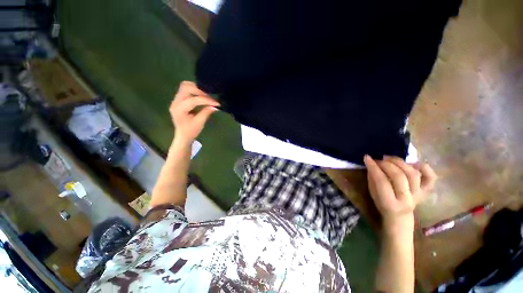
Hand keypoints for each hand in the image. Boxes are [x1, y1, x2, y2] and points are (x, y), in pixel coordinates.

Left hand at [169, 81, 219, 143]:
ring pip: (185, 86)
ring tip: (206, 96)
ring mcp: (176, 99)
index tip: (217, 103)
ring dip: (197, 89)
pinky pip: (186, 89)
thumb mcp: (200, 123)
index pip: (193, 100)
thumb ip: (206, 112)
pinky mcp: (179, 99)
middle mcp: (175, 102)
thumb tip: (215, 106)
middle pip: (186, 87)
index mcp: (179, 110)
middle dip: (200, 91)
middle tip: (210, 98)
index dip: (206, 100)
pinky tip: (202, 96)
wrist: (182, 135)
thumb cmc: (191, 131)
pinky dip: (195, 90)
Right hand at [363, 155, 436, 234]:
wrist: (400, 217)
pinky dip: (424, 167)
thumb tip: (372, 164)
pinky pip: (431, 178)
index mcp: (390, 203)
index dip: (373, 167)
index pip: (382, 181)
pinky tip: (412, 163)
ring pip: (413, 174)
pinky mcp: (426, 191)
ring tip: (389, 158)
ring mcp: (419, 195)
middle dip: (387, 164)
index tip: (366, 158)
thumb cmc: (382, 205)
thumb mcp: (372, 193)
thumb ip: (372, 179)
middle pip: (399, 177)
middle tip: (379, 159)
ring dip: (400, 163)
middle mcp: (406, 199)